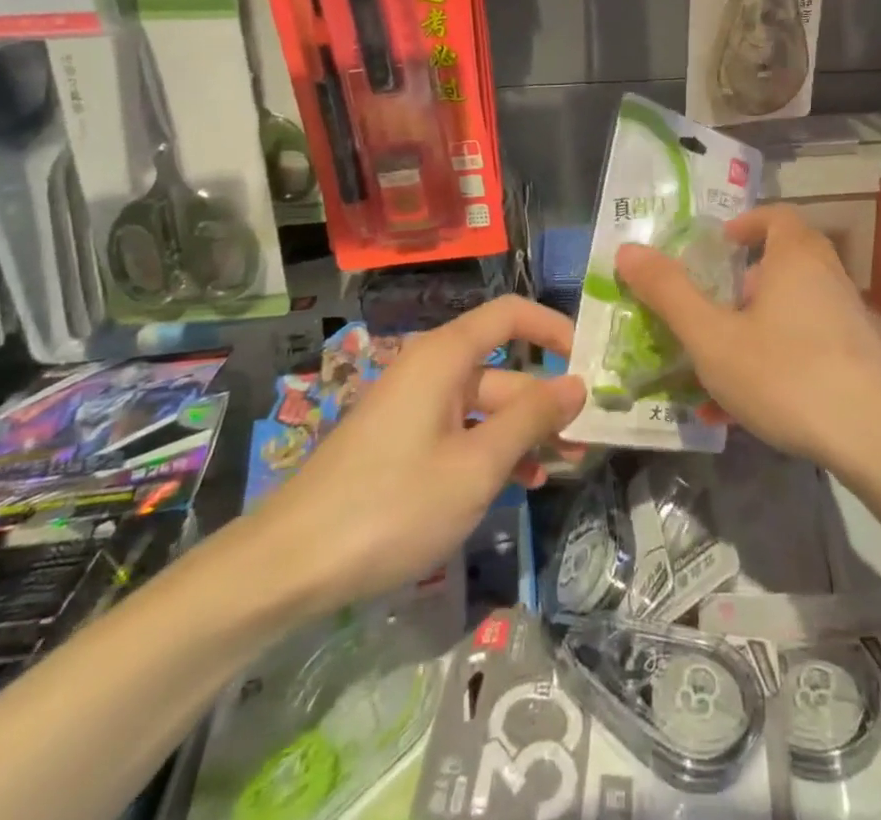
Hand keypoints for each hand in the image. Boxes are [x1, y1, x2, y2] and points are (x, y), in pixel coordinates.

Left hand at [242, 296, 586, 612]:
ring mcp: (414, 410)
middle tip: (587, 438)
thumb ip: (531, 419)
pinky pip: (460, 433)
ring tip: (564, 466)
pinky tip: (519, 484)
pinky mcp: (402, 445)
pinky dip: (491, 451)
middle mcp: (430, 371)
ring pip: (484, 407)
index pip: (510, 315)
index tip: (590, 359)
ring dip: (524, 432)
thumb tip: (576, 384)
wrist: (289, 566)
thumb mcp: (477, 464)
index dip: (553, 328)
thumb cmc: (393, 504)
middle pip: (503, 369)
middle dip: (546, 401)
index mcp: (445, 357)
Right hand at [615, 206, 880, 474]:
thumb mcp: (713, 338)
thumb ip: (669, 293)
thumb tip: (628, 250)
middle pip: (781, 262)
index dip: (743, 226)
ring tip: (718, 368)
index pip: (773, 216)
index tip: (716, 251)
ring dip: (753, 329)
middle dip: (740, 284)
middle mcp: (827, 276)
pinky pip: (807, 345)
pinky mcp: (860, 357)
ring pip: (791, 310)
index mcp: (795, 256)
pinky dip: (776, 360)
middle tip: (710, 310)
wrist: (880, 440)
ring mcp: (848, 318)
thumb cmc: (787, 374)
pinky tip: (752, 409)